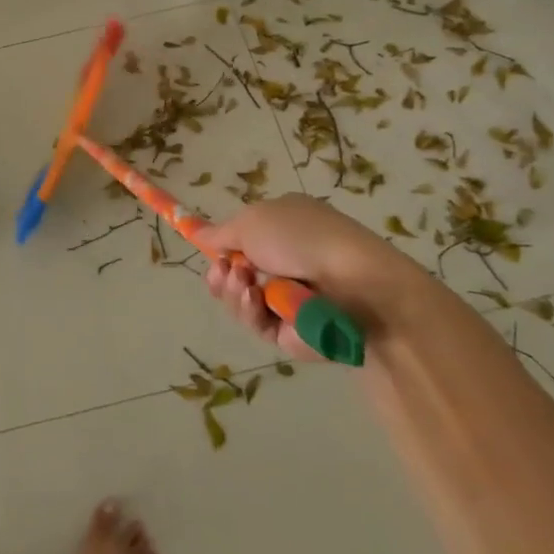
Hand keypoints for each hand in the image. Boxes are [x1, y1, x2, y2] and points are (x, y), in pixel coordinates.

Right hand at [199, 194, 434, 358]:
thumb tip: (199, 232)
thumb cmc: (301, 238)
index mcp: (282, 228)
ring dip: (232, 290)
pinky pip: (256, 322)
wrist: (354, 284)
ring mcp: (288, 298)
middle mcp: (285, 262)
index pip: (244, 238)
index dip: (223, 245)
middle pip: (236, 272)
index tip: (208, 249)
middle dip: (222, 272)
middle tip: (224, 270)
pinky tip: (254, 300)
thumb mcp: (252, 221)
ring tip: (243, 283)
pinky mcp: (290, 332)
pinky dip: (249, 310)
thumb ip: (220, 233)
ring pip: (240, 300)